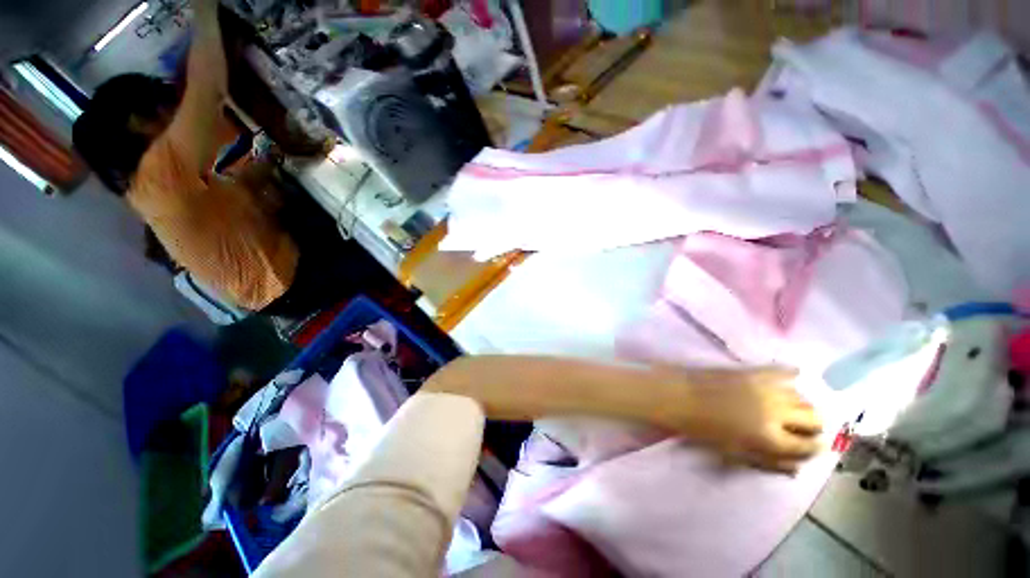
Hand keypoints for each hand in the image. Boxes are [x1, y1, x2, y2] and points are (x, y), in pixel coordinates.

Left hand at [672, 368, 822, 472]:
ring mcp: (766, 388)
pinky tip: (792, 378)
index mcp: (771, 438)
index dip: (812, 448)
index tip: (810, 446)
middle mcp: (777, 412)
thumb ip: (769, 461)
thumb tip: (797, 467)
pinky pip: (784, 371)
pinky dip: (792, 376)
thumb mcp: (735, 453)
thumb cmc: (701, 429)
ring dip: (803, 405)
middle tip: (802, 428)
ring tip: (792, 409)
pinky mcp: (753, 371)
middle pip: (814, 418)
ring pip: (803, 397)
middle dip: (812, 426)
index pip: (808, 446)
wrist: (678, 395)